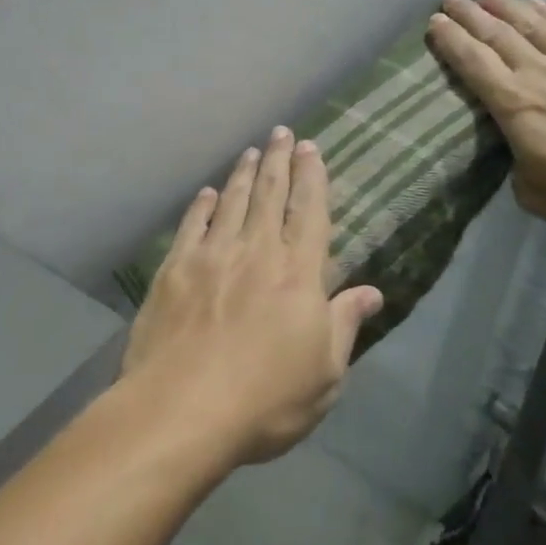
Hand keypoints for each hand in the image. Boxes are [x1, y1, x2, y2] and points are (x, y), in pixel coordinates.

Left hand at [121, 127, 383, 466]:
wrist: (181, 411)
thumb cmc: (265, 401)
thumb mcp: (325, 374)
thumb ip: (344, 325)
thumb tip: (371, 292)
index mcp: (297, 274)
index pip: (309, 212)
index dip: (312, 177)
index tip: (310, 148)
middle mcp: (256, 252)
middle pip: (269, 195)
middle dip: (278, 161)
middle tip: (281, 132)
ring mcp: (211, 257)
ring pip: (231, 203)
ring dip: (242, 174)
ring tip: (250, 151)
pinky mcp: (174, 271)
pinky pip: (191, 226)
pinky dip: (201, 206)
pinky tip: (206, 193)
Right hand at [426, 0, 545, 234]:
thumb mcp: (539, 198)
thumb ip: (518, 171)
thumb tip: (520, 155)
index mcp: (517, 106)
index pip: (474, 64)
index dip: (452, 42)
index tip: (434, 23)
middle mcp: (541, 73)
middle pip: (498, 35)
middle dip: (469, 15)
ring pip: (532, 23)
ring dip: (506, 5)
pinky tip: (537, 2)